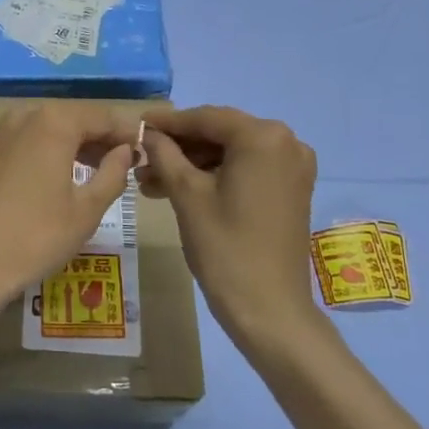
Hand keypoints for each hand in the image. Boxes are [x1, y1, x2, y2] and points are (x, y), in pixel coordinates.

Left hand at [0, 104, 135, 319]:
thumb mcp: (87, 209)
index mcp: (54, 122)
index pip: (101, 116)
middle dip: (100, 137)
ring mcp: (0, 132)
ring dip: (75, 144)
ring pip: (48, 128)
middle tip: (125, 161)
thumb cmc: (37, 236)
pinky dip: (48, 151)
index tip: (146, 148)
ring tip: (98, 170)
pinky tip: (61, 175)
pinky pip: (27, 141)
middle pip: (73, 118)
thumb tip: (124, 151)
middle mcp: (25, 116)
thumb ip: (113, 173)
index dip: (125, 131)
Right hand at [140, 106, 322, 344]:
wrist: (270, 310)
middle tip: (140, 159)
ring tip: (150, 181)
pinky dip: (215, 176)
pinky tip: (179, 189)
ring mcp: (292, 166)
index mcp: (263, 137)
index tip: (135, 123)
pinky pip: (246, 169)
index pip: (205, 118)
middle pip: (219, 134)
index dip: (167, 122)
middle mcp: (286, 142)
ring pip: (230, 153)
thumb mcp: (187, 194)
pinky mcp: (291, 189)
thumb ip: (164, 153)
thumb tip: (147, 132)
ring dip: (192, 164)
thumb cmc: (225, 247)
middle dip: (178, 147)